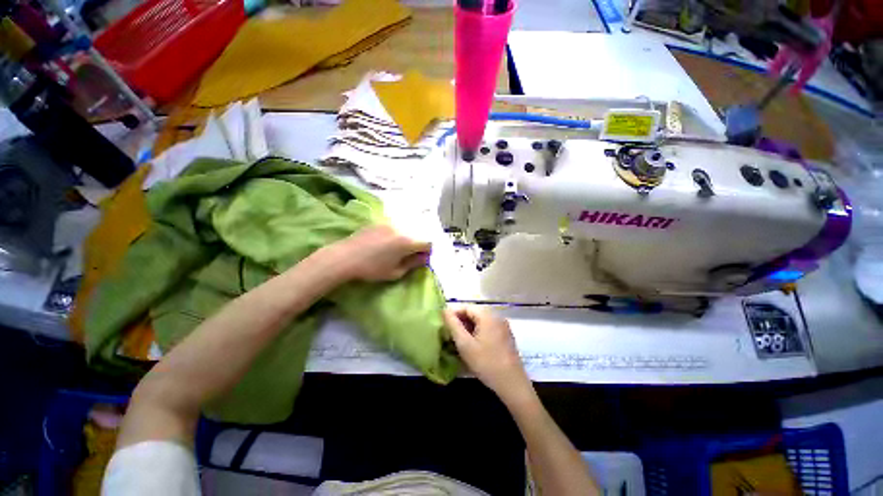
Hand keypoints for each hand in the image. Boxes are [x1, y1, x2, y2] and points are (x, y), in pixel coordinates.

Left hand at [327, 225, 430, 281]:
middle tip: (409, 255)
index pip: (428, 243)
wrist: (345, 257)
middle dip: (418, 244)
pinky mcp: (380, 222)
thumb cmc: (372, 268)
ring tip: (396, 249)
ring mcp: (390, 223)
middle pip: (418, 234)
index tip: (420, 259)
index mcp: (407, 241)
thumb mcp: (395, 272)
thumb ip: (413, 264)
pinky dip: (396, 234)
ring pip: (406, 229)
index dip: (427, 252)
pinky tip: (386, 243)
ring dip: (407, 238)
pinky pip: (395, 226)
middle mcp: (401, 228)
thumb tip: (424, 258)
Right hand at [445, 305, 532, 402]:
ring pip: (481, 321)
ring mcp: (503, 326)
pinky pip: (488, 327)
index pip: (466, 307)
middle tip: (451, 334)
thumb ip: (453, 325)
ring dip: (469, 327)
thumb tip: (444, 310)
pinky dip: (478, 332)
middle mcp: (497, 316)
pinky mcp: (506, 336)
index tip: (444, 326)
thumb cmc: (486, 363)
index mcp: (488, 316)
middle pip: (474, 313)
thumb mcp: (465, 344)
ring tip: (460, 340)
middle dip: (461, 321)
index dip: (454, 314)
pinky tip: (473, 344)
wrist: (512, 384)